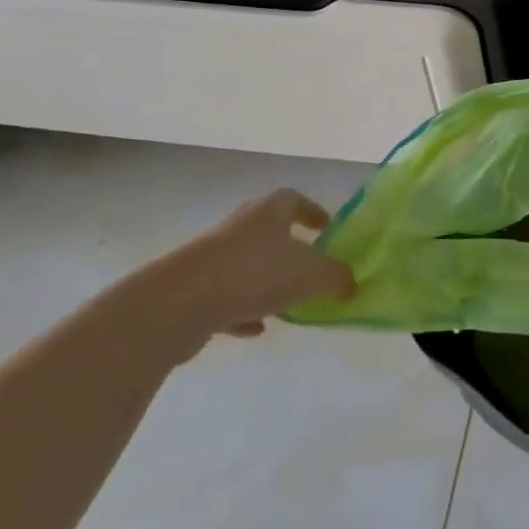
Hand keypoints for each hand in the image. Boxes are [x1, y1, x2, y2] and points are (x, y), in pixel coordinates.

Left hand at [142, 189, 355, 351]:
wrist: (177, 303)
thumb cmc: (255, 274)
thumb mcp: (313, 274)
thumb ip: (338, 277)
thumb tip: (350, 283)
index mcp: (269, 211)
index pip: (295, 200)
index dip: (313, 211)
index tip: (326, 227)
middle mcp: (239, 226)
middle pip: (269, 231)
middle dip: (289, 247)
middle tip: (309, 265)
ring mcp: (210, 257)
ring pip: (246, 265)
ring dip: (265, 281)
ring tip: (286, 303)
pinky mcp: (190, 289)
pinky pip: (224, 296)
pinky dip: (241, 310)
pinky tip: (254, 329)